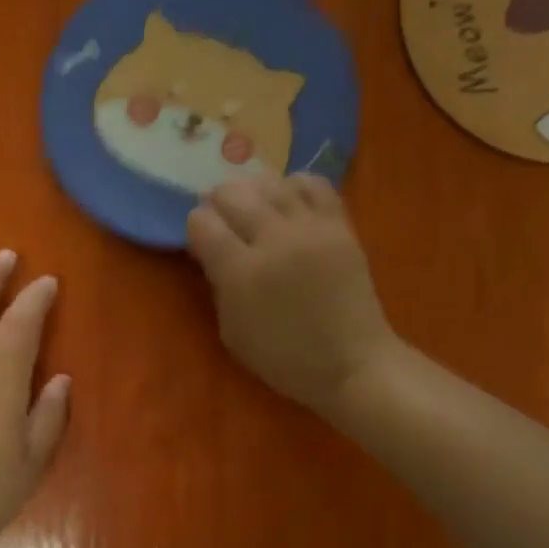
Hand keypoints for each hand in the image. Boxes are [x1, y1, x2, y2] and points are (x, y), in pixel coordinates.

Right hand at [187, 175, 399, 415]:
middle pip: (232, 194)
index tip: (203, 241)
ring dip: (254, 191)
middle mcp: (273, 241)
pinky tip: (289, 200)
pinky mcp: (340, 226)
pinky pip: (313, 184)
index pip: (203, 222)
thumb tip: (212, 252)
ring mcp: (310, 229)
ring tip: (254, 207)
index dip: (197, 227)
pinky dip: (294, 185)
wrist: (351, 364)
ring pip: (270, 182)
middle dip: (219, 202)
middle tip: (223, 219)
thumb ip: (218, 286)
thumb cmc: (284, 359)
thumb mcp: (232, 333)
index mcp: (241, 273)